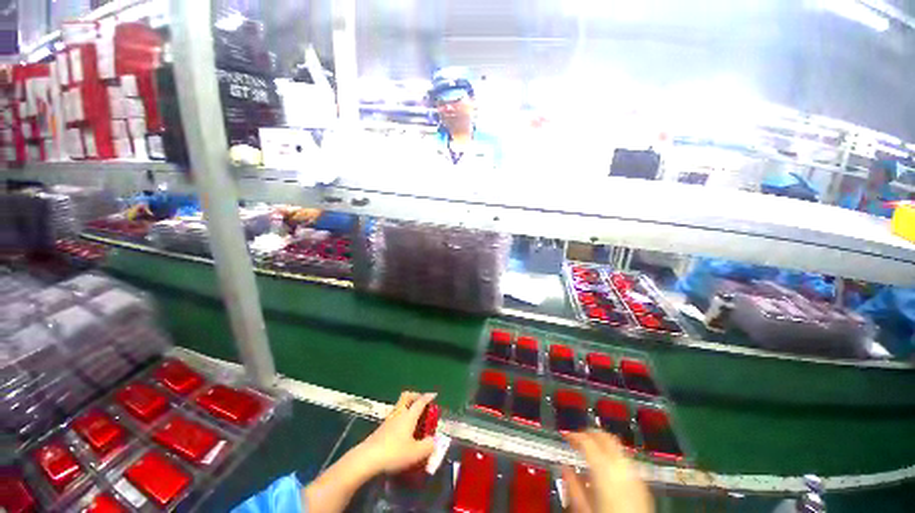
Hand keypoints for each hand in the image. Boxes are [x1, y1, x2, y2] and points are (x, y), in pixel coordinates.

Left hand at [355, 391, 437, 474]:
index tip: (434, 395)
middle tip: (421, 401)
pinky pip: (394, 417)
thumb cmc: (394, 453)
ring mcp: (388, 421)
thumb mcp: (416, 453)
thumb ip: (428, 446)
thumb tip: (433, 441)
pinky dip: (400, 418)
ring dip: (407, 407)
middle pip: (406, 397)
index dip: (428, 397)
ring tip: (413, 418)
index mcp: (409, 416)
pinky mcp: (380, 429)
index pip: (420, 402)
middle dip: (415, 396)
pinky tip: (402, 431)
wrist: (367, 459)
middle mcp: (399, 414)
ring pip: (399, 407)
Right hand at [563, 431, 653, 512]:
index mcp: (605, 469)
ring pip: (618, 447)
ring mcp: (636, 474)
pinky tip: (606, 469)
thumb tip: (565, 467)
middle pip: (606, 437)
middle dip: (590, 433)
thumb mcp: (583, 508)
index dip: (574, 435)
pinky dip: (614, 457)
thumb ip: (572, 485)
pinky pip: (626, 462)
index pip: (587, 440)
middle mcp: (622, 466)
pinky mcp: (643, 485)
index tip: (565, 435)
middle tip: (578, 437)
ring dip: (603, 444)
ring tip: (590, 452)